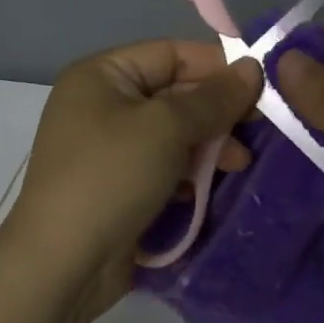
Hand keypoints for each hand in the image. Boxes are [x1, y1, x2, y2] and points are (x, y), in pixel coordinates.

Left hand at [0, 40, 263, 322]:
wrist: (61, 267)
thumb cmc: (111, 176)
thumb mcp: (167, 127)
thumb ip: (213, 97)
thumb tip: (252, 67)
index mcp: (101, 75)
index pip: (170, 54)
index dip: (217, 65)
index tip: (262, 83)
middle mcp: (102, 104)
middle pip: (174, 93)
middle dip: (217, 111)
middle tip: (260, 127)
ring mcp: (108, 148)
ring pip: (173, 133)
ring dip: (209, 145)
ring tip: (241, 163)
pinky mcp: (119, 187)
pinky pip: (163, 165)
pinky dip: (190, 172)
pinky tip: (215, 185)